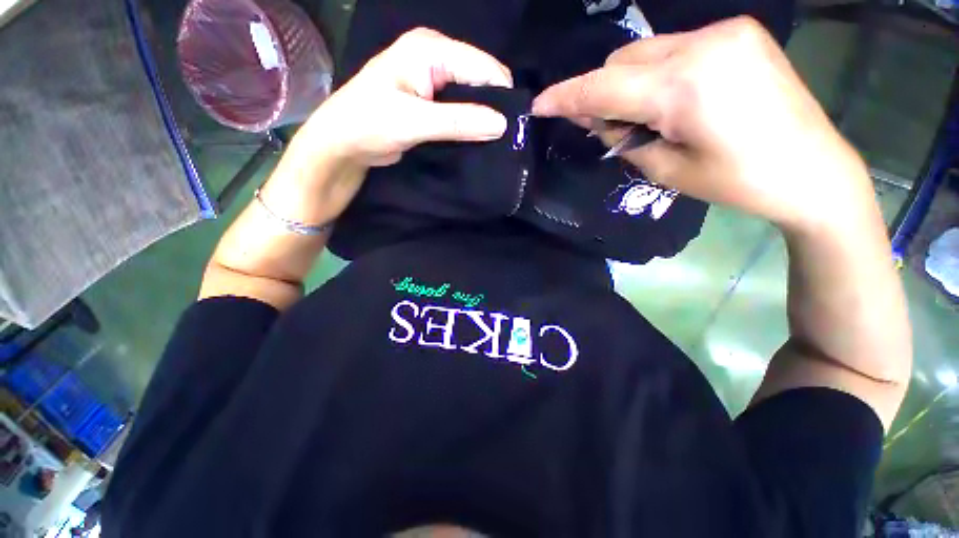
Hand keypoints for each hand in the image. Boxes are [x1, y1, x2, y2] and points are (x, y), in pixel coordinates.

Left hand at [300, 27, 512, 167]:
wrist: (344, 144)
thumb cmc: (369, 124)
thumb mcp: (414, 121)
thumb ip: (459, 121)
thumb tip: (502, 125)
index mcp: (430, 49)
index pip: (481, 65)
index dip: (501, 94)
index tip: (514, 128)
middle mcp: (434, 58)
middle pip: (479, 79)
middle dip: (493, 107)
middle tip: (506, 139)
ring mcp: (433, 82)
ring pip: (472, 98)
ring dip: (483, 119)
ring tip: (496, 143)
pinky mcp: (432, 104)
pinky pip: (461, 112)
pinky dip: (470, 126)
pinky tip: (478, 141)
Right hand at [532, 17, 871, 233]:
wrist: (814, 169)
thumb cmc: (738, 182)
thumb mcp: (665, 170)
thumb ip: (622, 138)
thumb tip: (591, 116)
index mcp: (686, 87)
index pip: (603, 87)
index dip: (566, 97)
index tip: (539, 105)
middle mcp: (703, 44)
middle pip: (621, 61)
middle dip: (602, 93)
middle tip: (611, 129)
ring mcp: (725, 32)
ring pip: (645, 51)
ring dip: (629, 83)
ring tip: (649, 116)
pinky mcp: (738, 32)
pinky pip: (674, 48)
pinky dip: (657, 73)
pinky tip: (675, 99)